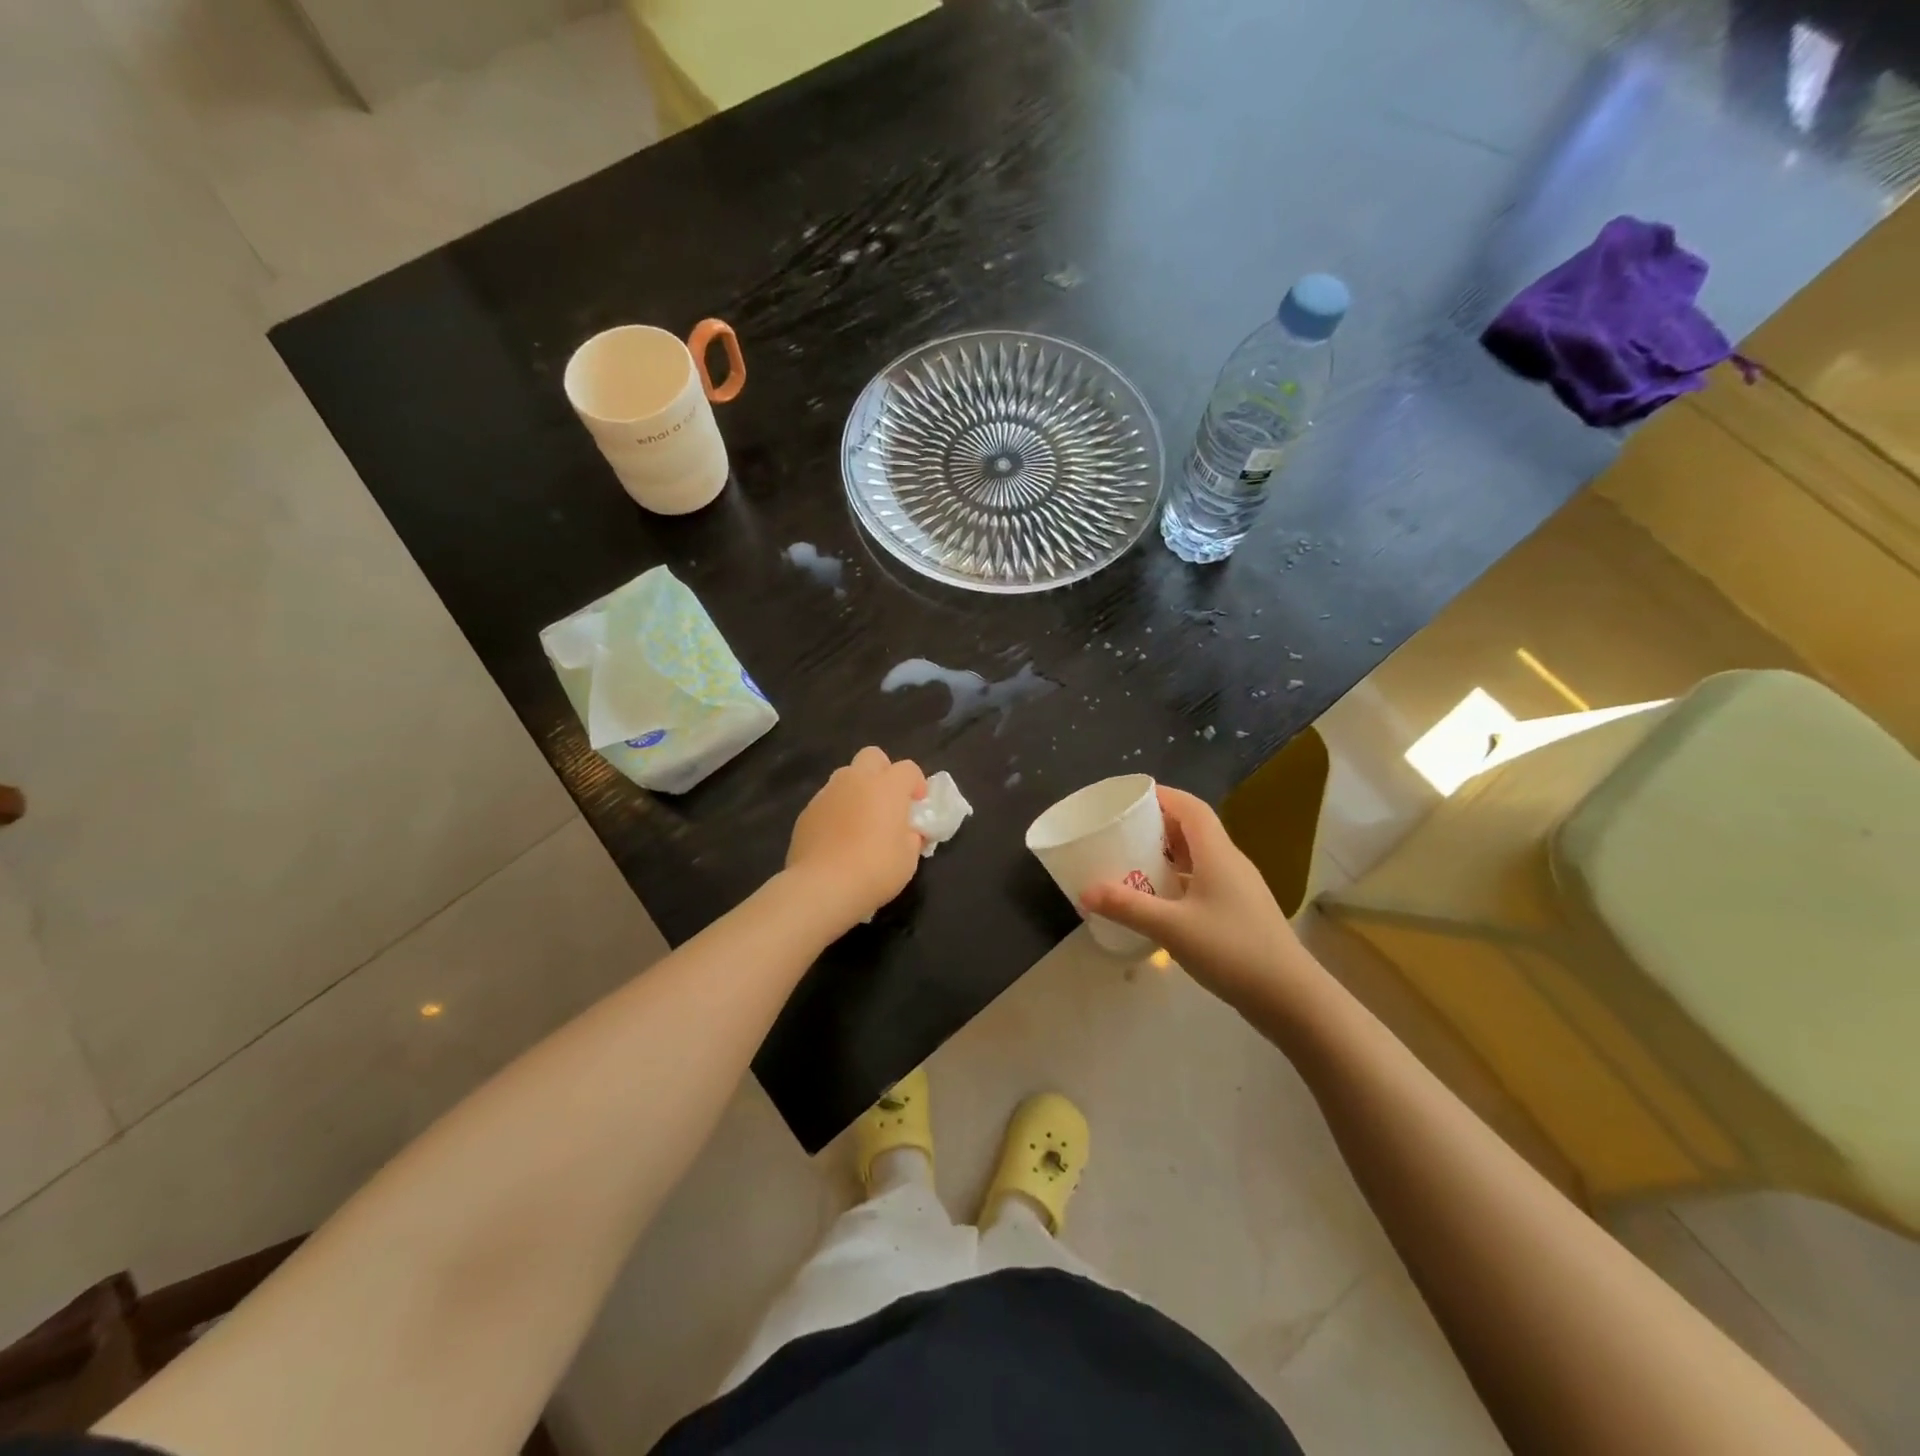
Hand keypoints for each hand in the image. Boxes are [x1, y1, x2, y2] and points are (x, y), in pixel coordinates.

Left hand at [786, 747, 927, 930]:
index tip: (917, 806)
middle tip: (887, 803)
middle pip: (872, 756)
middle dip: (883, 772)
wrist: (823, 886)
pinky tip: (837, 839)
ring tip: (860, 822)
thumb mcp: (909, 856)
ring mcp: (827, 793)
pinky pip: (827, 801)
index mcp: (887, 786)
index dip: (916, 784)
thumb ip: (912, 835)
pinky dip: (836, 811)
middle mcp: (856, 780)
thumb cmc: (876, 869)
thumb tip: (908, 831)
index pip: (908, 768)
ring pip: (845, 777)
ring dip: (857, 791)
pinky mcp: (806, 812)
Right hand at [1081, 786, 1314, 1011]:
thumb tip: (1085, 891)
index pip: (1191, 807)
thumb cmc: (1232, 950)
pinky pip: (1205, 880)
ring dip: (1169, 853)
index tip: (1130, 797)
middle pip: (1194, 829)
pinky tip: (1160, 900)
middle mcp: (1230, 862)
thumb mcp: (1172, 927)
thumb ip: (1127, 906)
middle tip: (1123, 831)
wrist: (1290, 997)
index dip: (1163, 796)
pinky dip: (1179, 879)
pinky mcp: (1241, 911)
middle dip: (1159, 824)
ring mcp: (1239, 888)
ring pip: (1200, 856)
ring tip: (1134, 861)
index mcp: (1217, 853)